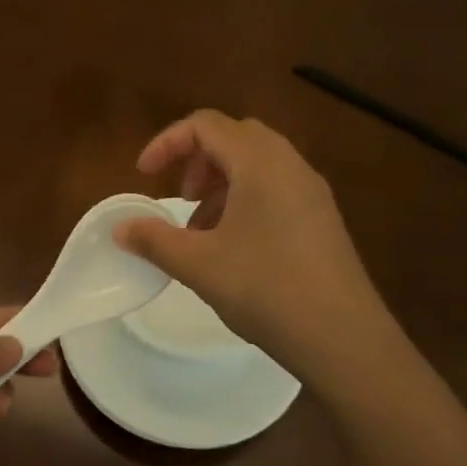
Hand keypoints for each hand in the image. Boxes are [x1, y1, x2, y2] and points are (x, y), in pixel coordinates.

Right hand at [114, 110, 390, 388]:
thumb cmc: (267, 290)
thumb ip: (154, 240)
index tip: (144, 176)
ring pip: (256, 163)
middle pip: (234, 137)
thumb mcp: (199, 264)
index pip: (205, 125)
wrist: (346, 340)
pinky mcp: (323, 218)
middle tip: (180, 197)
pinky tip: (234, 246)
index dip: (167, 142)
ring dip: (221, 183)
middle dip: (197, 160)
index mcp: (259, 162)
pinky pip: (276, 187)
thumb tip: (120, 228)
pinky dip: (245, 199)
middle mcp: (290, 164)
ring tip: (201, 229)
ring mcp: (312, 191)